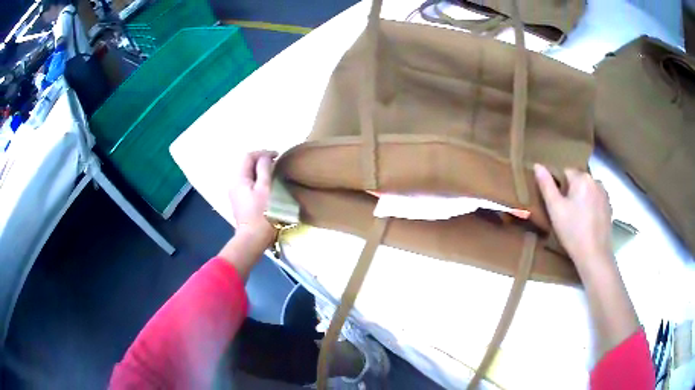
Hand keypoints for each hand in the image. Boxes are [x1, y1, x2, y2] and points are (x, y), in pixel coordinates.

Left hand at [229, 150, 277, 245]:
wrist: (253, 239)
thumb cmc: (262, 213)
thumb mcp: (266, 188)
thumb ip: (265, 169)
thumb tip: (266, 157)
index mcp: (238, 178)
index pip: (248, 156)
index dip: (263, 153)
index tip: (277, 155)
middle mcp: (233, 183)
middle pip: (246, 165)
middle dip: (261, 161)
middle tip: (277, 163)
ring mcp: (235, 194)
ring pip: (247, 175)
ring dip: (259, 171)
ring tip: (273, 173)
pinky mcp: (239, 202)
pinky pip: (247, 184)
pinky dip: (257, 180)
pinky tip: (266, 186)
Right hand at [534, 164, 612, 266]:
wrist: (594, 255)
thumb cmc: (572, 231)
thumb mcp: (555, 209)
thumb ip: (546, 185)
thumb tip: (537, 165)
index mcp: (582, 178)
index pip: (565, 172)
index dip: (559, 187)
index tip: (557, 205)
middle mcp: (596, 181)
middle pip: (578, 181)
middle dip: (571, 193)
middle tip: (565, 214)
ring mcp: (605, 194)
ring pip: (588, 191)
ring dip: (581, 199)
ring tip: (577, 220)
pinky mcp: (609, 207)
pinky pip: (596, 201)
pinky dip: (591, 207)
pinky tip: (587, 223)